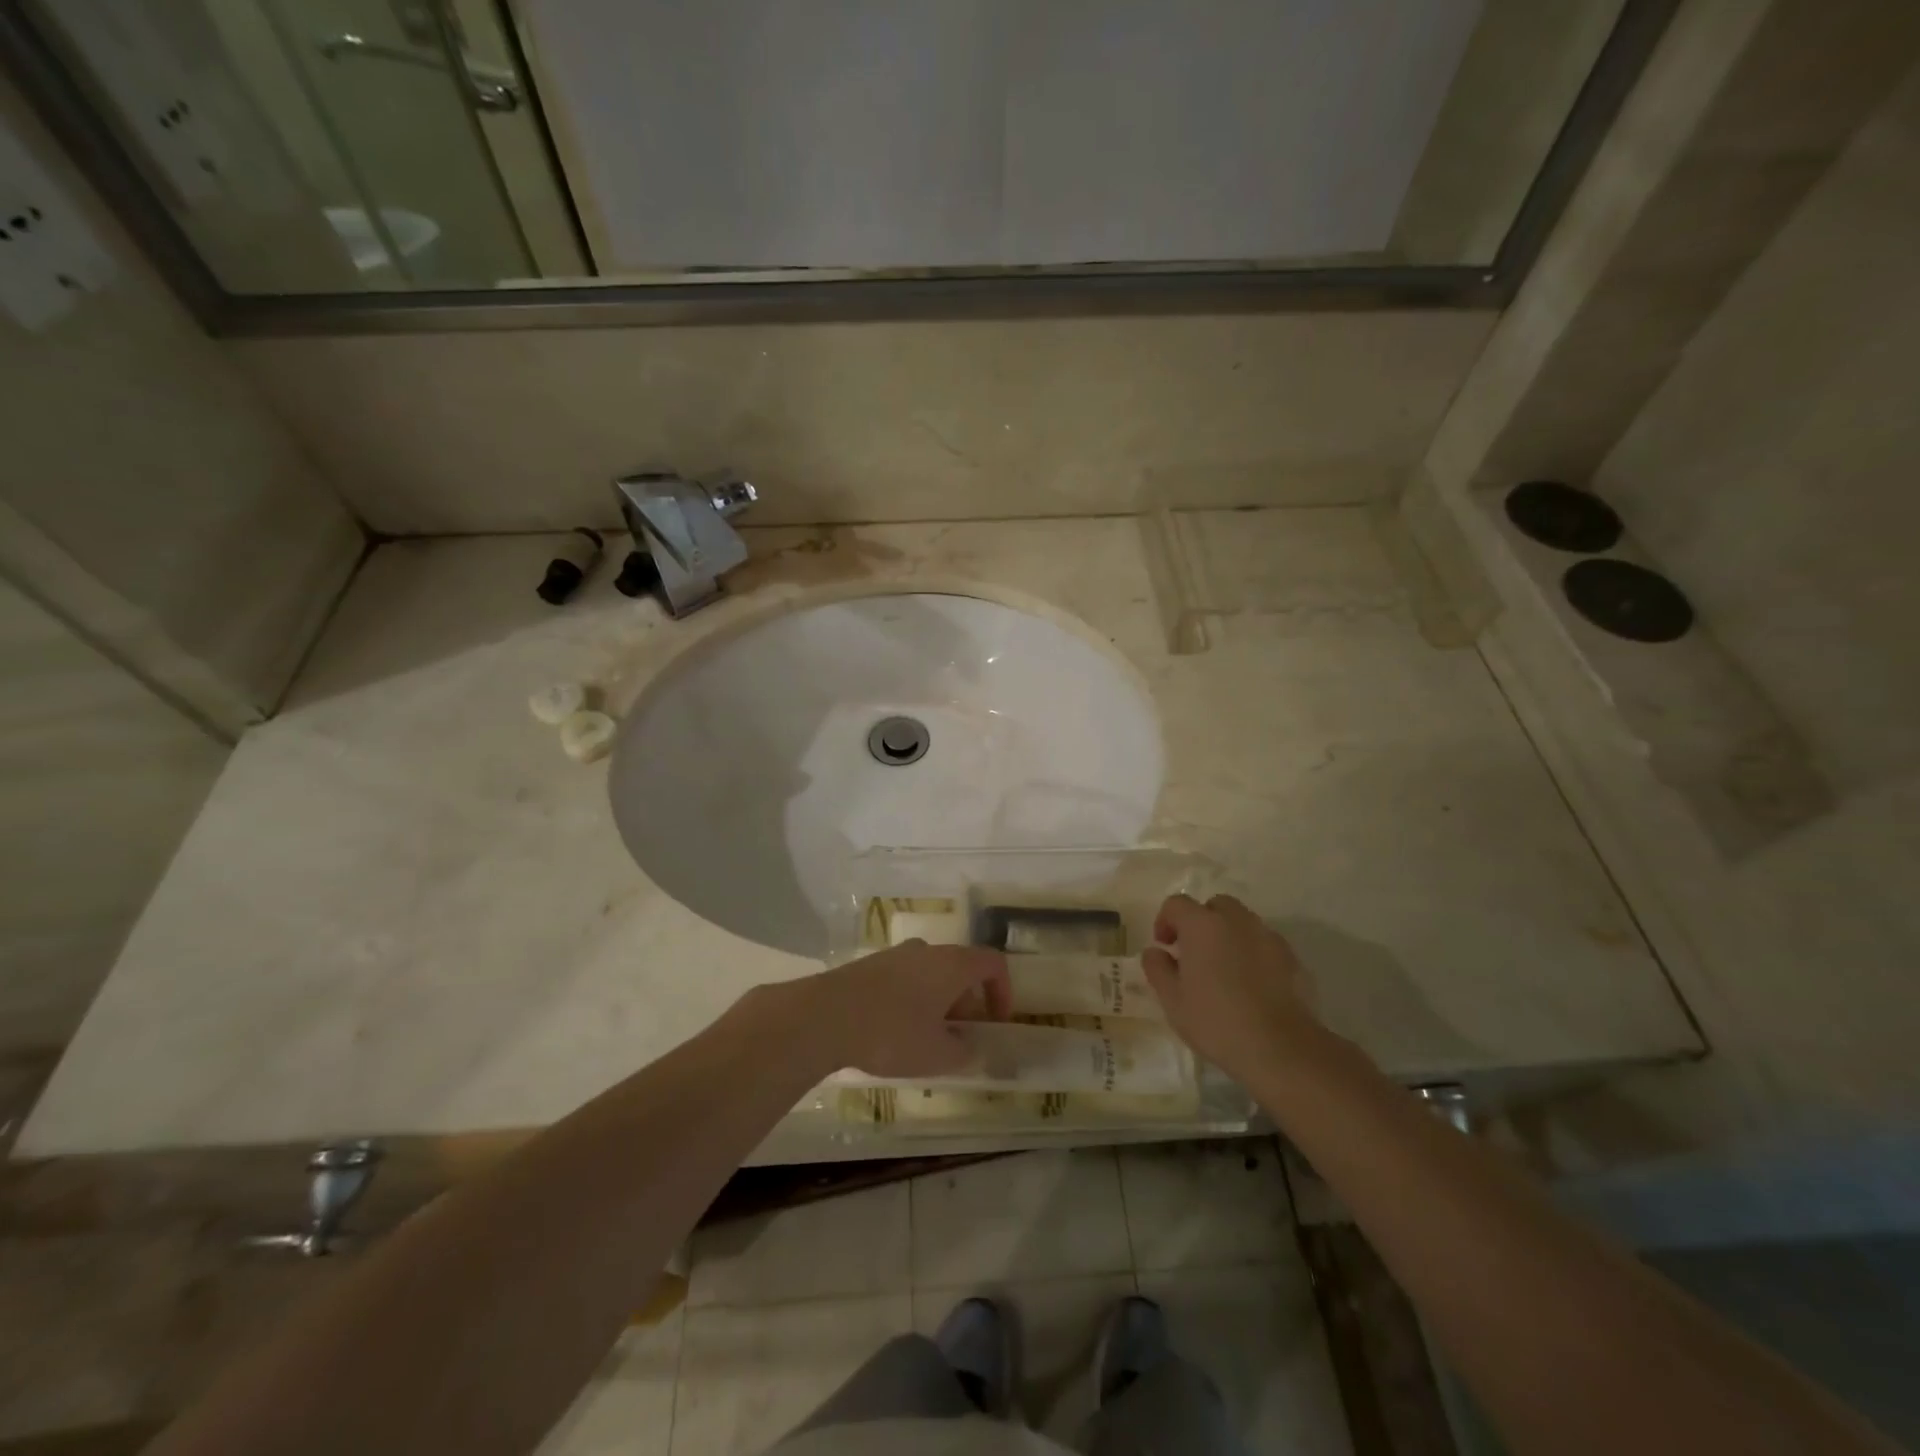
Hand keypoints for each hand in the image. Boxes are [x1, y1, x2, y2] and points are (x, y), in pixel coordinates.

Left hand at [795, 941, 1011, 1078]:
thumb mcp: (937, 1055)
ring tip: (926, 1041)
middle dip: (967, 1004)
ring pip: (930, 975)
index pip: (992, 963)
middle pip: (960, 969)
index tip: (996, 1023)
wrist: (825, 1016)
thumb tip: (971, 1048)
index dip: (1003, 991)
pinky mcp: (869, 966)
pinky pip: (904, 979)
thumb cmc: (892, 1032)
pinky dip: (912, 1001)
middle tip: (960, 1039)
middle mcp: (927, 951)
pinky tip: (894, 1033)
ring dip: (938, 1003)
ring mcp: (895, 955)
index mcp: (952, 964)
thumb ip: (964, 1052)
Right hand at [1142, 893, 1317, 1079]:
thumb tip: (1155, 952)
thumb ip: (1158, 969)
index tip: (1164, 946)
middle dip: (1201, 922)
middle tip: (1194, 953)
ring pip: (1242, 922)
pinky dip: (1252, 953)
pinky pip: (1263, 944)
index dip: (1165, 920)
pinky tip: (1250, 984)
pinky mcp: (1291, 958)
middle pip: (1215, 906)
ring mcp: (1267, 937)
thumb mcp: (1173, 1000)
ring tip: (1223, 970)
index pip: (1177, 904)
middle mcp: (1236, 921)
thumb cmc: (1216, 1021)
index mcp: (1202, 925)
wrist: (1280, 1049)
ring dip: (1228, 936)